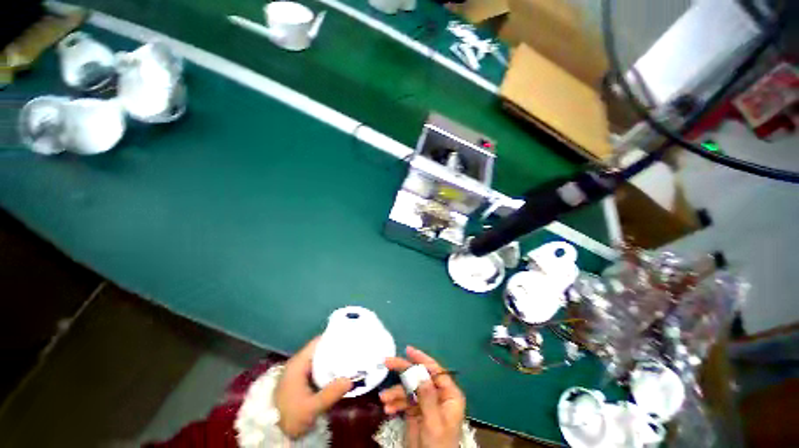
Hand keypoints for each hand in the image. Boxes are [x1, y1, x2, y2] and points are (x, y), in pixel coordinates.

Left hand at [274, 337, 351, 437]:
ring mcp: (299, 372)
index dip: (333, 338)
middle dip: (336, 349)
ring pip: (320, 359)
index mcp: (298, 363)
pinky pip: (318, 368)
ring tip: (350, 358)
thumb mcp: (311, 407)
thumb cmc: (290, 416)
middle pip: (320, 349)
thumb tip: (350, 380)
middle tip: (353, 348)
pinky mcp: (301, 380)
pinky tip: (339, 371)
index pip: (318, 342)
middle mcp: (298, 363)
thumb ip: (330, 393)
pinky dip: (328, 367)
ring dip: (333, 359)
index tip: (349, 337)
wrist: (274, 433)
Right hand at [380, 346, 465, 447]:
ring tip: (384, 398)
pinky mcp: (416, 410)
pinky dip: (396, 403)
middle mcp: (438, 394)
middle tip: (387, 362)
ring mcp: (426, 402)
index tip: (408, 350)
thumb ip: (428, 397)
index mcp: (449, 394)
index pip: (435, 371)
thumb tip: (421, 373)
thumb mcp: (434, 422)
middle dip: (403, 371)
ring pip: (409, 389)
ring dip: (396, 392)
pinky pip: (405, 401)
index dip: (421, 359)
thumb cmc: (438, 445)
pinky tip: (388, 408)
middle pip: (419, 376)